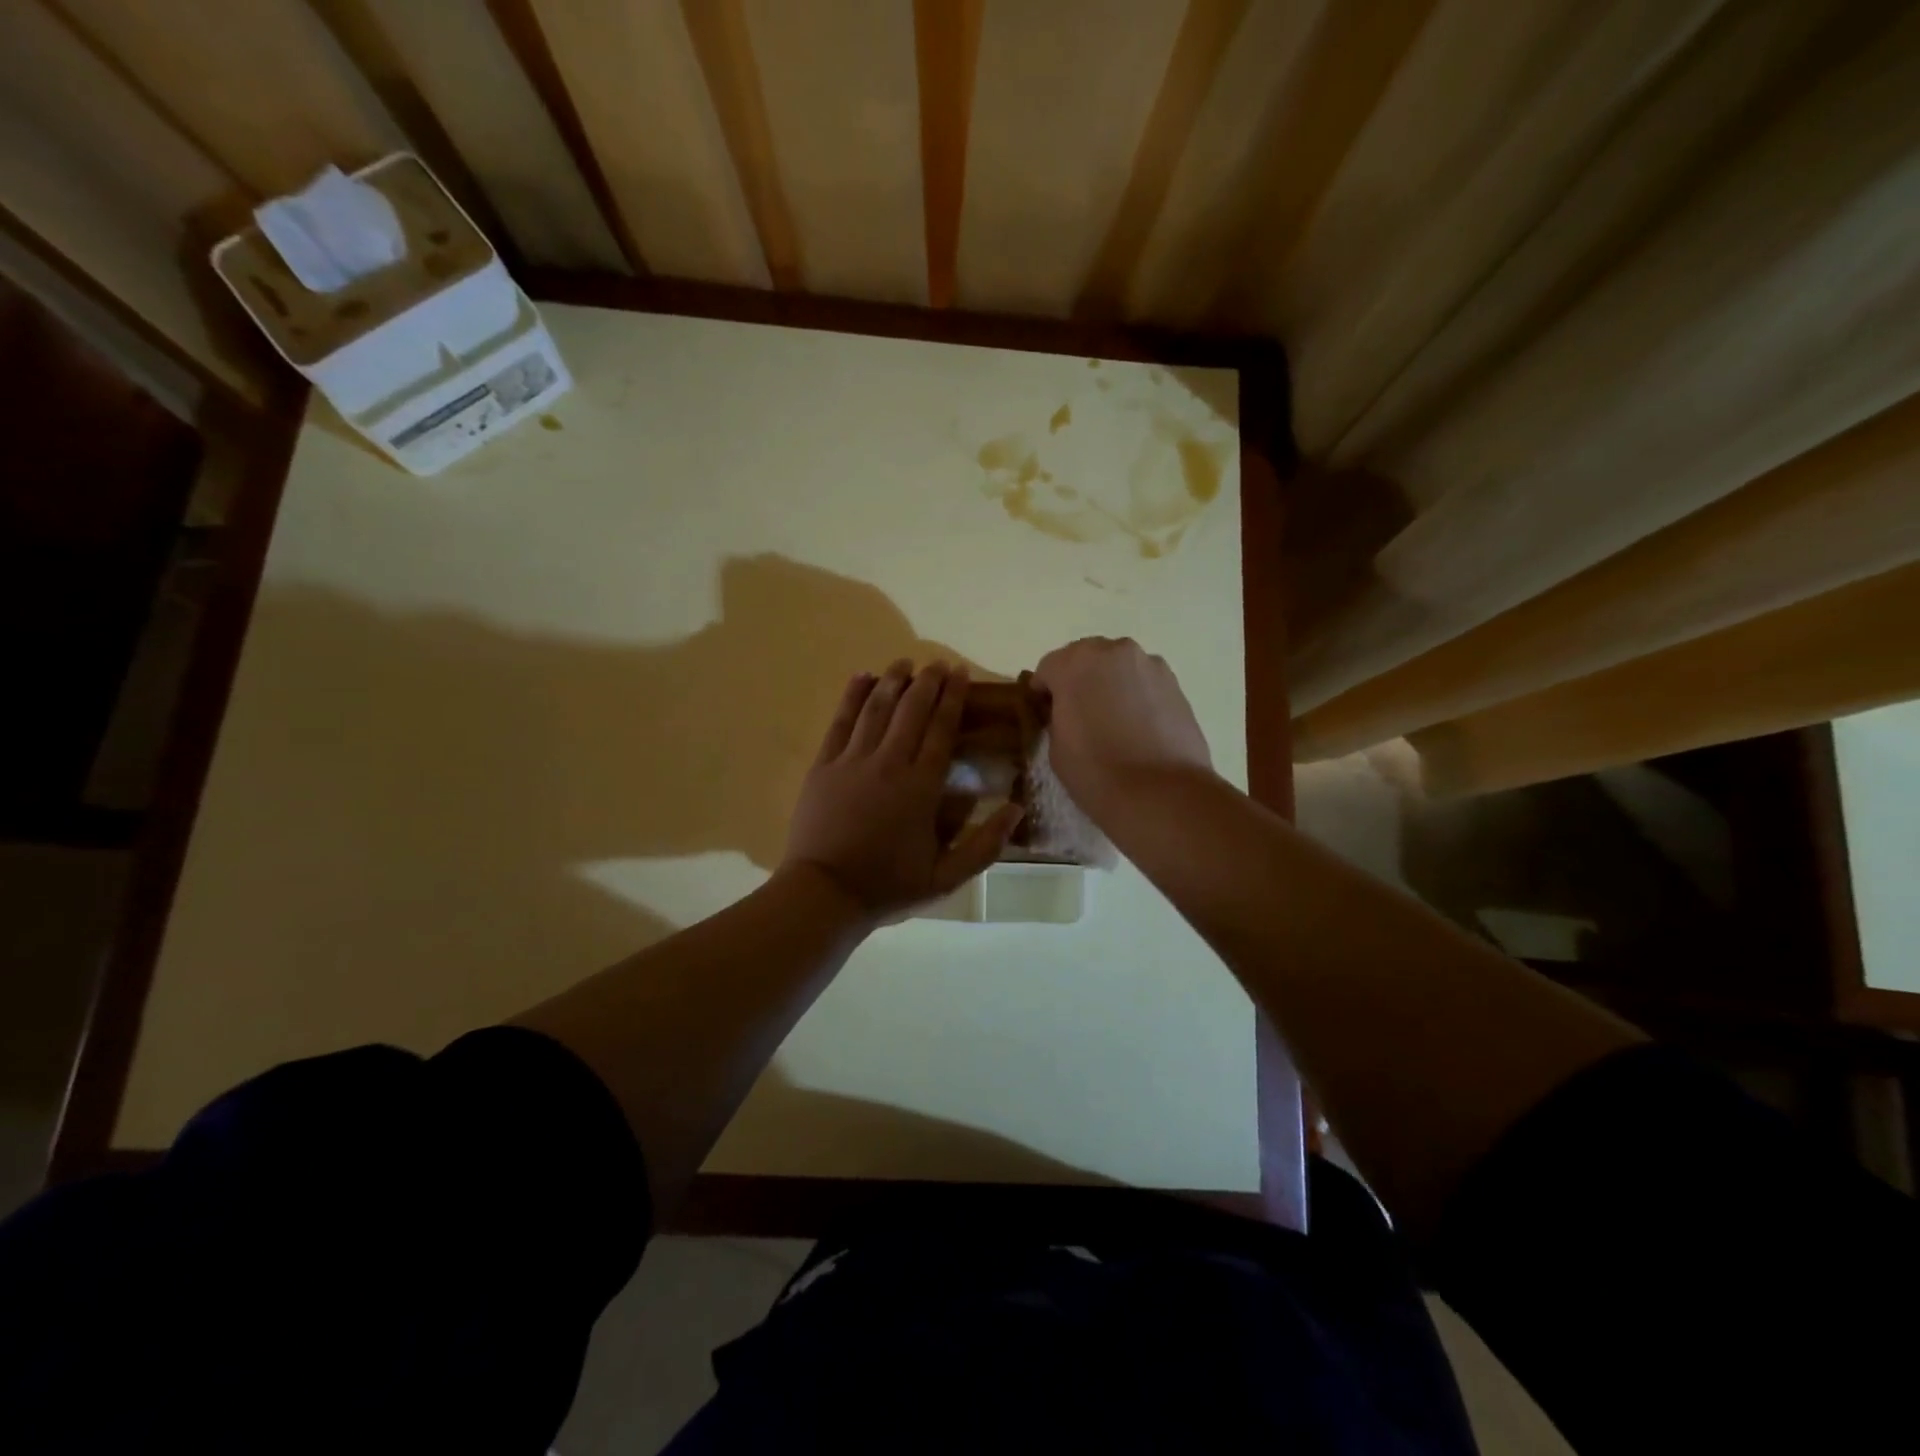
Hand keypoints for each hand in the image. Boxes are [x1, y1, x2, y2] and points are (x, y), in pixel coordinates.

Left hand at [782, 659, 1022, 917]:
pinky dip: (852, 696)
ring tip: (905, 662)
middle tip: (939, 663)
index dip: (953, 698)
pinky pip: (839, 721)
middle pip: (911, 710)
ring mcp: (852, 761)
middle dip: (928, 682)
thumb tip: (1017, 809)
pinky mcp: (824, 765)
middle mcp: (889, 763)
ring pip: (876, 708)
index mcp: (921, 787)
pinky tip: (861, 677)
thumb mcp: (946, 877)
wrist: (823, 894)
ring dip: (892, 681)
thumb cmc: (888, 886)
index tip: (960, 673)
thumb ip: (984, 844)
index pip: (942, 730)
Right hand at [1031, 637, 1213, 819]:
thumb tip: (1070, 712)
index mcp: (1075, 663)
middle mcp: (1114, 652)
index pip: (1047, 668)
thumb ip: (1059, 716)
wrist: (1162, 794)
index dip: (1043, 693)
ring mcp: (1150, 665)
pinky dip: (1136, 696)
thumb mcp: (1056, 746)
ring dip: (1110, 685)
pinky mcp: (1176, 684)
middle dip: (1079, 681)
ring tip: (1112, 723)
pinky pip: (1144, 683)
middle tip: (1079, 716)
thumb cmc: (1096, 772)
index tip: (1045, 716)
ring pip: (1118, 668)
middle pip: (1086, 659)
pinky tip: (1137, 728)